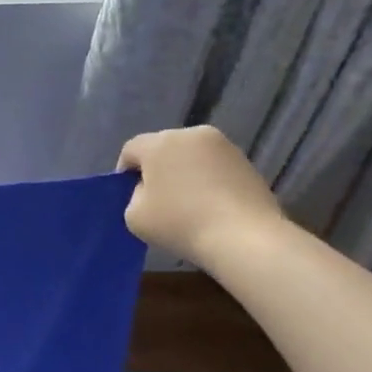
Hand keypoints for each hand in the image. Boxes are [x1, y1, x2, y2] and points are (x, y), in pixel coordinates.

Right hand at [116, 127, 285, 267]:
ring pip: (191, 156)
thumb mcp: (134, 216)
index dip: (125, 172)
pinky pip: (214, 167)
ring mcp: (223, 146)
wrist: (244, 238)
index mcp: (159, 143)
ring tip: (188, 204)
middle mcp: (191, 134)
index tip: (129, 196)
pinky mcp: (246, 161)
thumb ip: (133, 196)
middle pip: (163, 149)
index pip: (131, 150)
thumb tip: (149, 190)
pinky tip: (211, 206)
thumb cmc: (180, 223)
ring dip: (185, 173)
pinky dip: (208, 180)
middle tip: (157, 200)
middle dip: (157, 169)